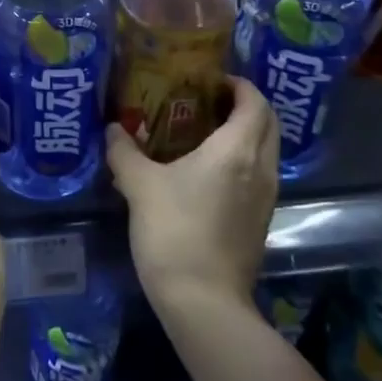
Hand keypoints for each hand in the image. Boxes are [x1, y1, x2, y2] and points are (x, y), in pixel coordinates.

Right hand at [107, 76, 279, 313]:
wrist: (203, 300)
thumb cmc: (173, 231)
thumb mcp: (139, 185)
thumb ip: (124, 151)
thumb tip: (113, 129)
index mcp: (237, 150)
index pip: (255, 101)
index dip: (238, 84)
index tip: (210, 80)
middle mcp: (261, 168)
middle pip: (268, 123)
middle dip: (244, 105)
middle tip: (208, 100)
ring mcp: (266, 197)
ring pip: (266, 150)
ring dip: (245, 134)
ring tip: (204, 132)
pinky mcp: (260, 220)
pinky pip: (259, 174)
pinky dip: (242, 160)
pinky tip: (207, 171)